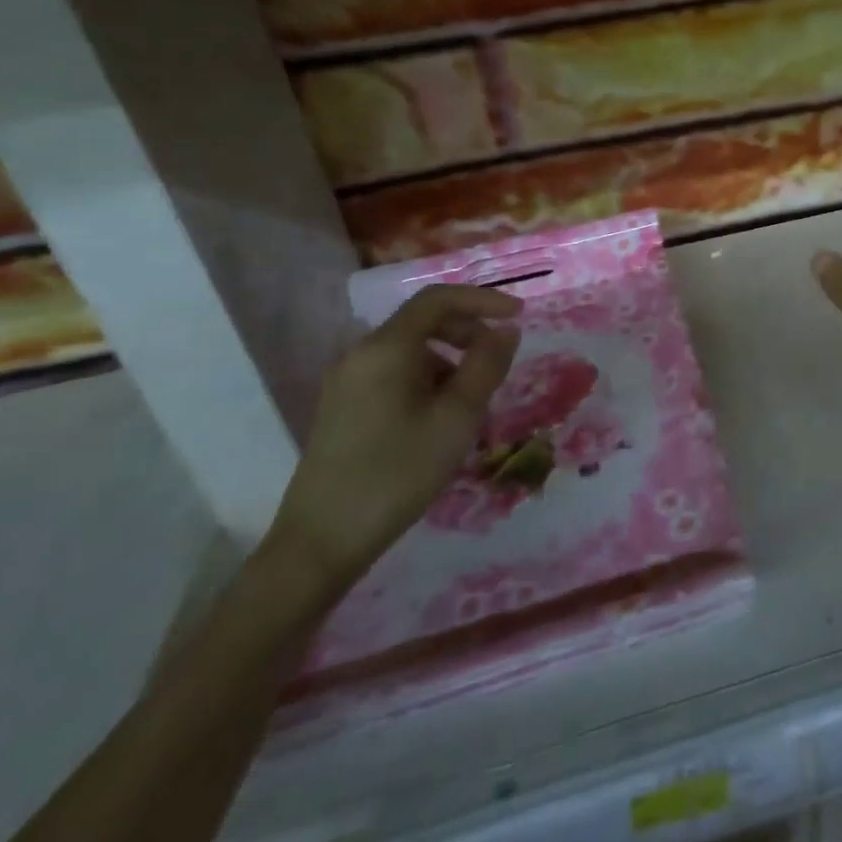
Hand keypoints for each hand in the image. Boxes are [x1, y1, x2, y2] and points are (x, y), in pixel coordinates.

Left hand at [268, 284, 520, 595]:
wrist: (322, 542)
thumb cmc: (398, 472)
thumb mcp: (457, 417)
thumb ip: (486, 366)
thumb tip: (506, 330)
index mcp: (386, 348)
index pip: (438, 299)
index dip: (483, 299)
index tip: (519, 315)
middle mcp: (361, 354)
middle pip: (423, 322)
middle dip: (468, 331)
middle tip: (499, 359)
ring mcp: (347, 381)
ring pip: (410, 351)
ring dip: (450, 360)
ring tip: (474, 400)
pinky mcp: (343, 407)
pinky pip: (395, 373)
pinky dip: (427, 380)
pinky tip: (441, 418)